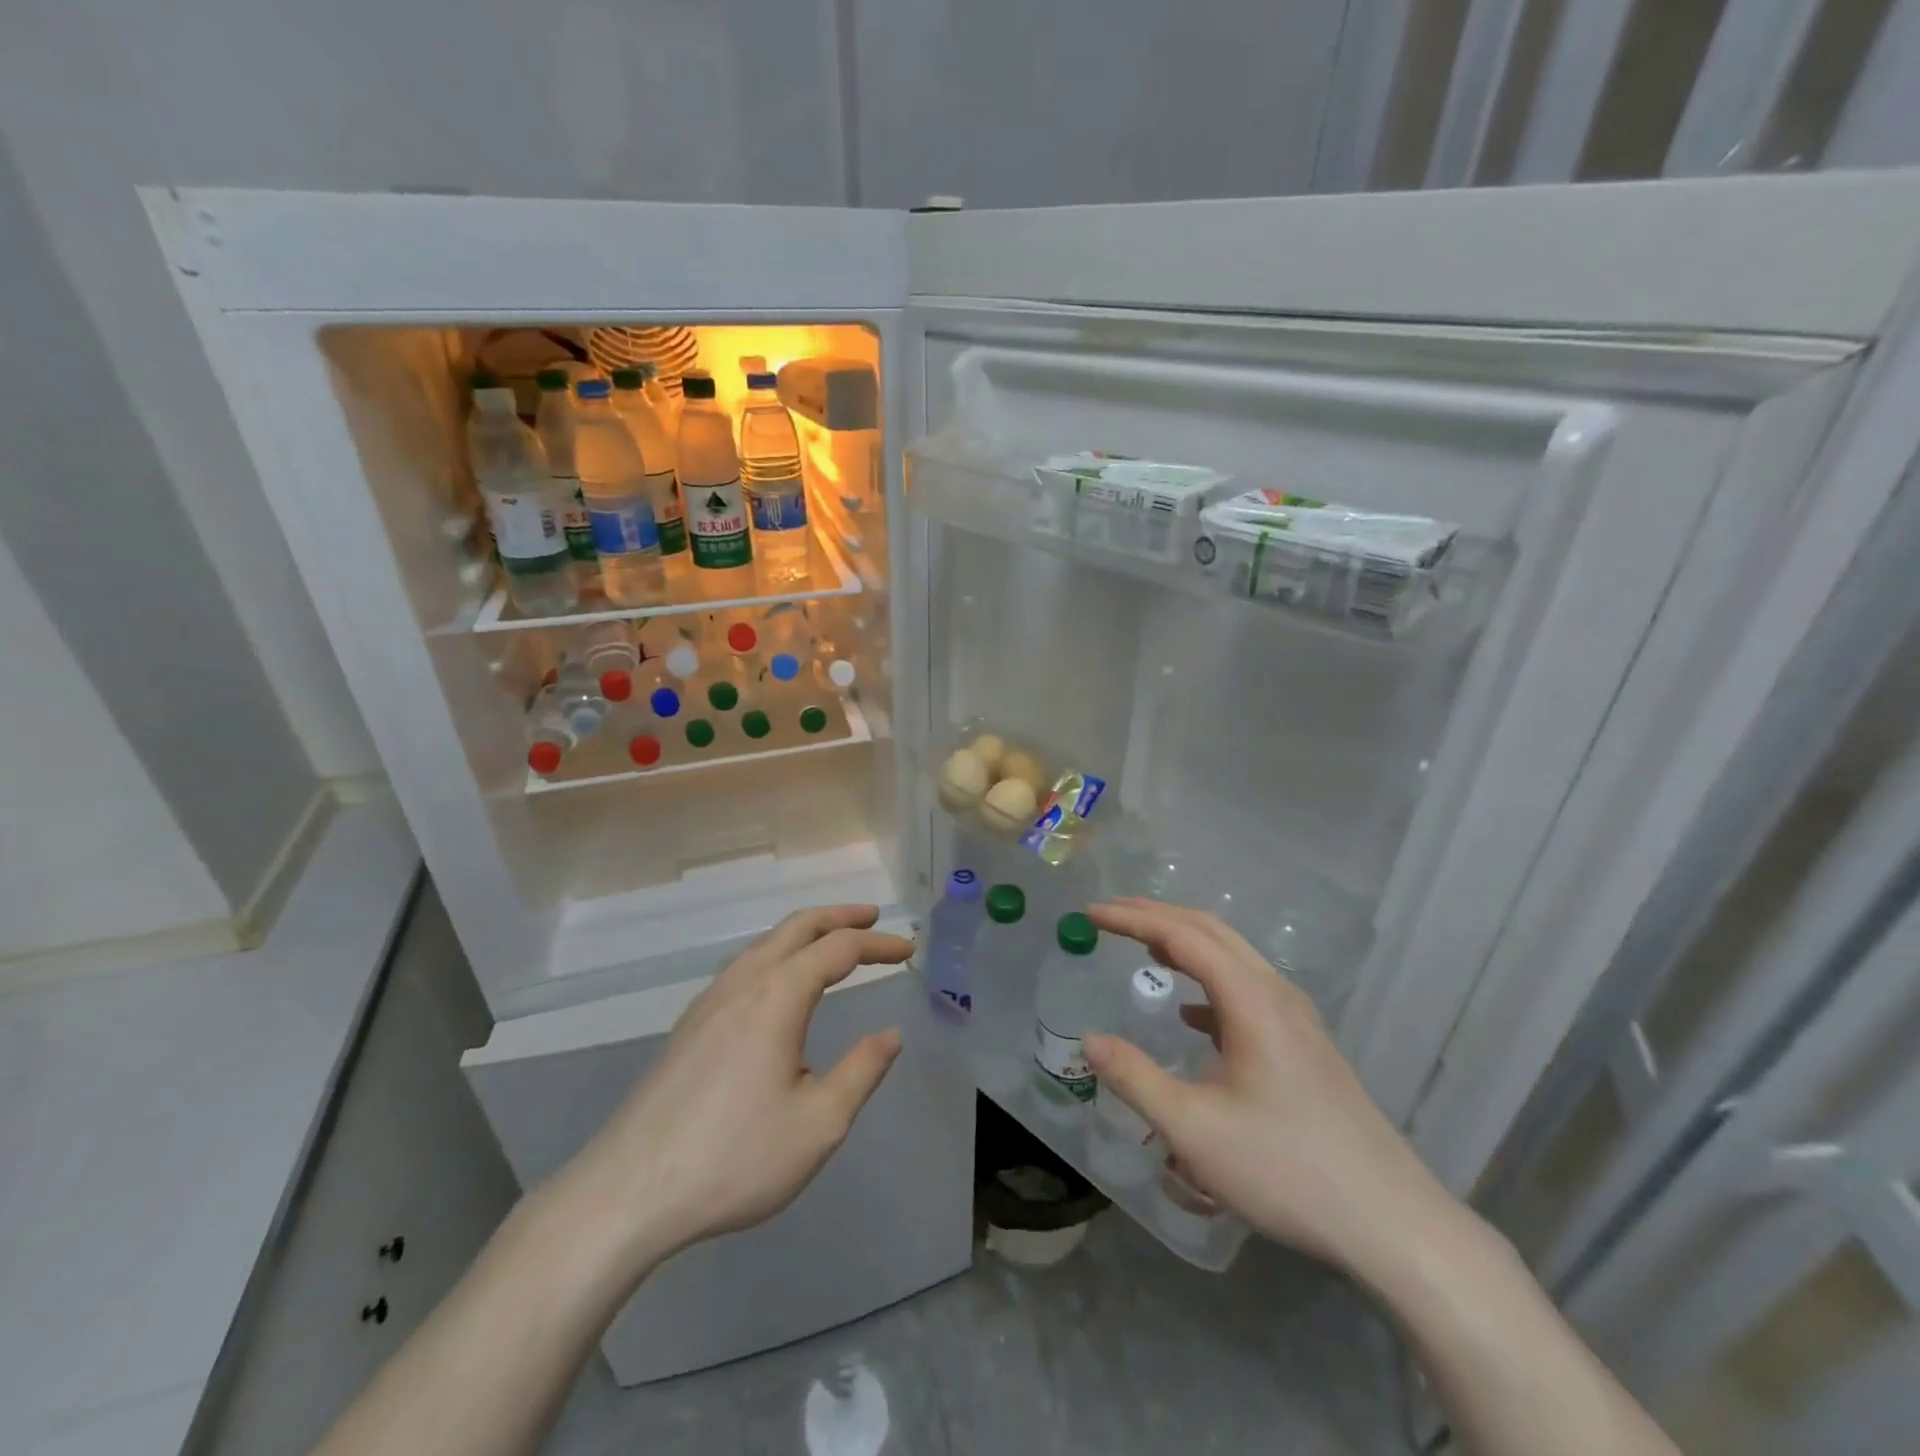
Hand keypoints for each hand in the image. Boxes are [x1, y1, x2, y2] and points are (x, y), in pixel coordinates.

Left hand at [559, 905, 910, 1279]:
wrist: (628, 1191)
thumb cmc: (734, 1158)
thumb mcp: (818, 1124)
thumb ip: (862, 1071)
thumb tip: (891, 1034)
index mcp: (778, 996)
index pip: (839, 948)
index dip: (877, 943)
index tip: (907, 949)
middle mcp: (743, 983)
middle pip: (797, 927)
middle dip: (840, 916)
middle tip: (874, 916)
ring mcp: (709, 1001)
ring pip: (766, 943)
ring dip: (806, 933)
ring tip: (833, 942)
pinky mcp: (690, 1024)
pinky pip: (744, 966)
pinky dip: (778, 954)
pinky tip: (780, 984)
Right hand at [1082, 899, 1453, 1274]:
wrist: (1391, 1222)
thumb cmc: (1286, 1170)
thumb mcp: (1194, 1130)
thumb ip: (1136, 1079)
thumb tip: (1090, 1041)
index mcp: (1251, 1000)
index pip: (1182, 935)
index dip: (1132, 918)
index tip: (1089, 913)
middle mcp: (1276, 994)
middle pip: (1211, 931)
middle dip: (1157, 915)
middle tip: (1109, 914)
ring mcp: (1296, 1018)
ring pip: (1232, 957)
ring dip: (1184, 943)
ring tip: (1143, 948)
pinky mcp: (1304, 1045)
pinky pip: (1247, 989)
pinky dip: (1208, 979)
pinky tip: (1191, 1013)